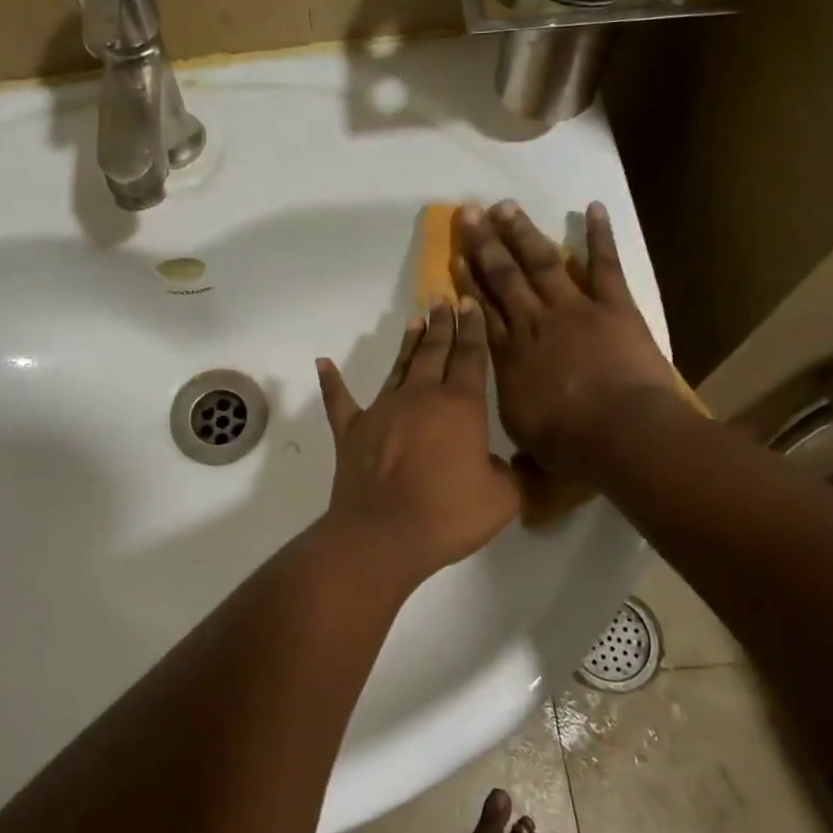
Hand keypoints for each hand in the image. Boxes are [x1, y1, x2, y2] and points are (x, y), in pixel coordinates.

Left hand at [316, 301, 520, 579]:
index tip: (471, 304)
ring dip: (408, 343)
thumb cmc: (448, 515)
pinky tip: (323, 362)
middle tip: (444, 299)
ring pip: (399, 366)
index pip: (471, 357)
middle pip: (435, 351)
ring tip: (415, 319)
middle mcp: (420, 397)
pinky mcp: (352, 430)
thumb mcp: (501, 499)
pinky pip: (339, 400)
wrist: (382, 534)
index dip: (473, 330)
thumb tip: (498, 462)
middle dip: (442, 324)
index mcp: (460, 406)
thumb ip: (509, 473)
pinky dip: (331, 381)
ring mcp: (382, 410)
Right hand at [453, 200, 680, 475]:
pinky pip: (605, 265)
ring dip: (523, 232)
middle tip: (471, 212)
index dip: (467, 280)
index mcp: (509, 353)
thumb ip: (508, 416)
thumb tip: (498, 429)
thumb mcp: (523, 436)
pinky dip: (599, 236)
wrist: (623, 433)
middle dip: (485, 243)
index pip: (481, 308)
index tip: (455, 256)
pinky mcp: (614, 306)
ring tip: (506, 206)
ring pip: (543, 262)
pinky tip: (592, 207)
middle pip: (504, 276)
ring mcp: (574, 308)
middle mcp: (534, 321)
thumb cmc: (570, 443)